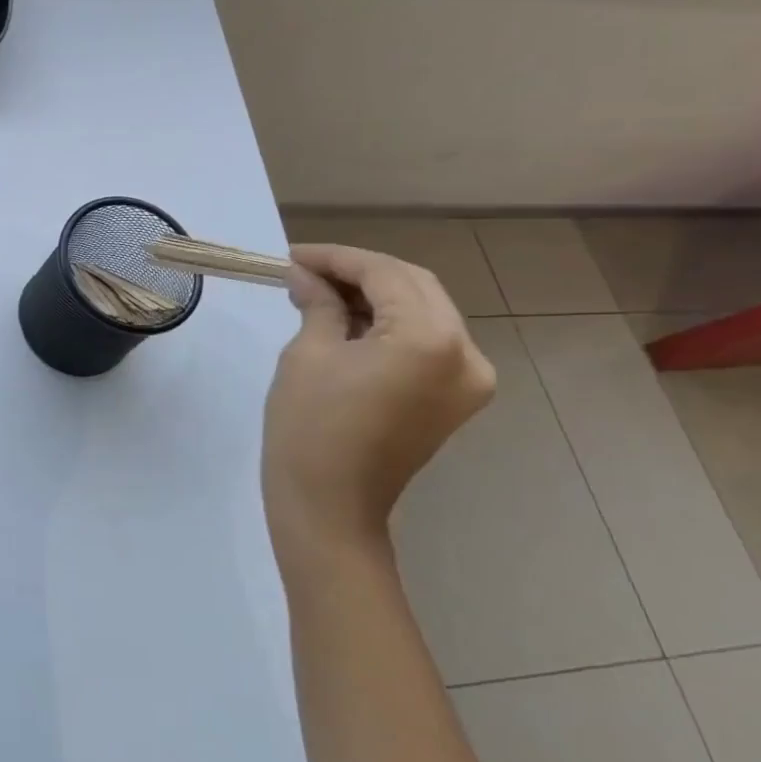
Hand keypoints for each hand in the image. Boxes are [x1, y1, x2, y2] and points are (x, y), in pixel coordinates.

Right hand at [263, 244, 495, 567]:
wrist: (330, 505)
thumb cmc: (310, 427)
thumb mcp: (308, 354)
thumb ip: (318, 304)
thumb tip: (305, 275)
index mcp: (429, 338)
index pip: (385, 273)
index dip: (335, 258)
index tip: (291, 256)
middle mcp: (466, 353)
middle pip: (414, 285)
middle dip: (359, 271)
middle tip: (305, 271)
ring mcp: (469, 379)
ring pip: (424, 310)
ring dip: (375, 295)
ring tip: (321, 294)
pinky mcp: (456, 398)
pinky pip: (427, 341)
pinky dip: (390, 324)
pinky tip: (349, 322)